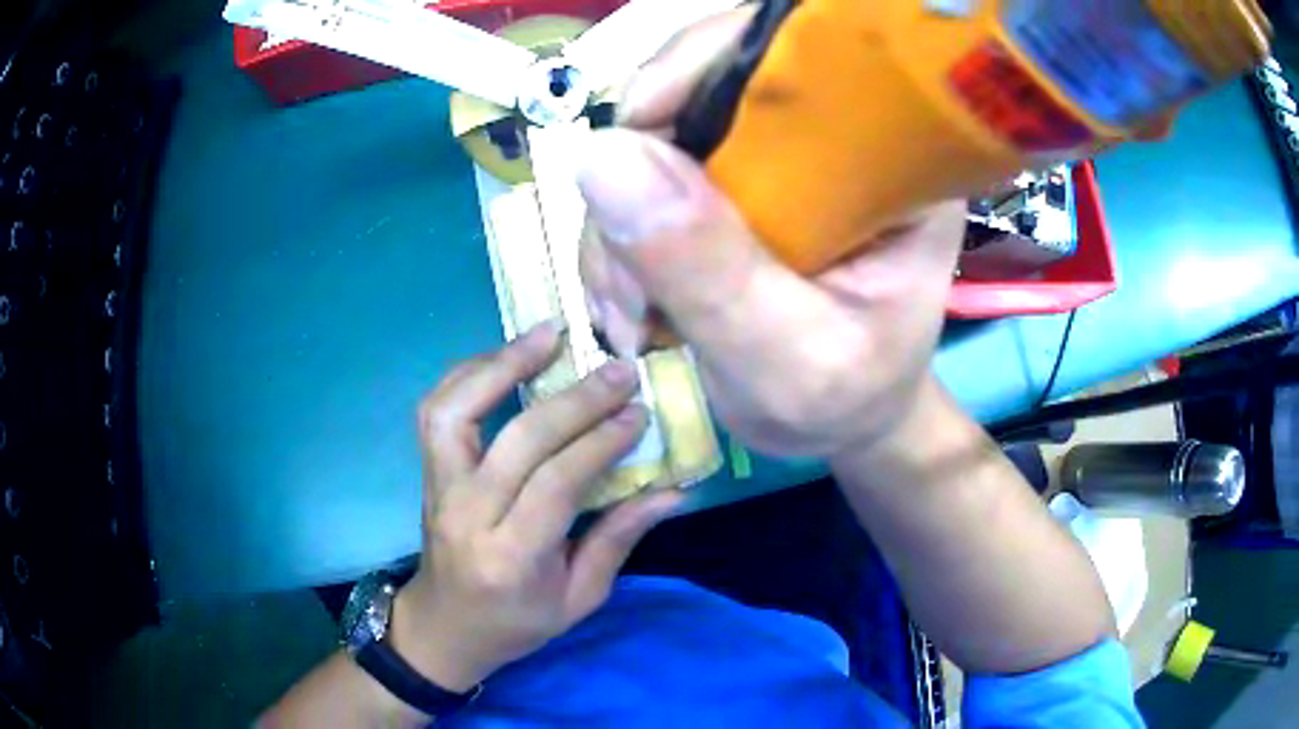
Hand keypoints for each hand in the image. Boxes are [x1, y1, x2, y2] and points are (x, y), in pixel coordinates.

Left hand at [390, 321, 682, 693]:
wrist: (444, 626)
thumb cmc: (515, 623)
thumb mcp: (578, 598)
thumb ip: (618, 539)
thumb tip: (674, 491)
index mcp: (511, 557)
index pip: (556, 483)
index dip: (600, 441)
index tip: (637, 411)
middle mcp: (467, 515)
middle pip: (517, 439)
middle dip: (574, 399)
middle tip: (617, 370)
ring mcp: (437, 488)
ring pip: (456, 409)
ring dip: (501, 363)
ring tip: (548, 334)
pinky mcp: (427, 472)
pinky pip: (437, 409)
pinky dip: (469, 373)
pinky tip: (505, 356)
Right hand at [578, 10, 965, 457]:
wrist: (843, 421)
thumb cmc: (847, 399)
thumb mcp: (788, 359)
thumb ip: (710, 268)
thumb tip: (601, 157)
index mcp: (888, 157)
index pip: (794, 55)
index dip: (703, 64)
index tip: (641, 129)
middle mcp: (830, 137)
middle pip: (701, 89)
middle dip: (638, 178)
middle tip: (629, 287)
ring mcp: (774, 159)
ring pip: (657, 141)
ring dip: (618, 228)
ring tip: (631, 319)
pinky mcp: (730, 185)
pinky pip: (644, 182)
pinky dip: (617, 243)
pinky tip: (630, 309)